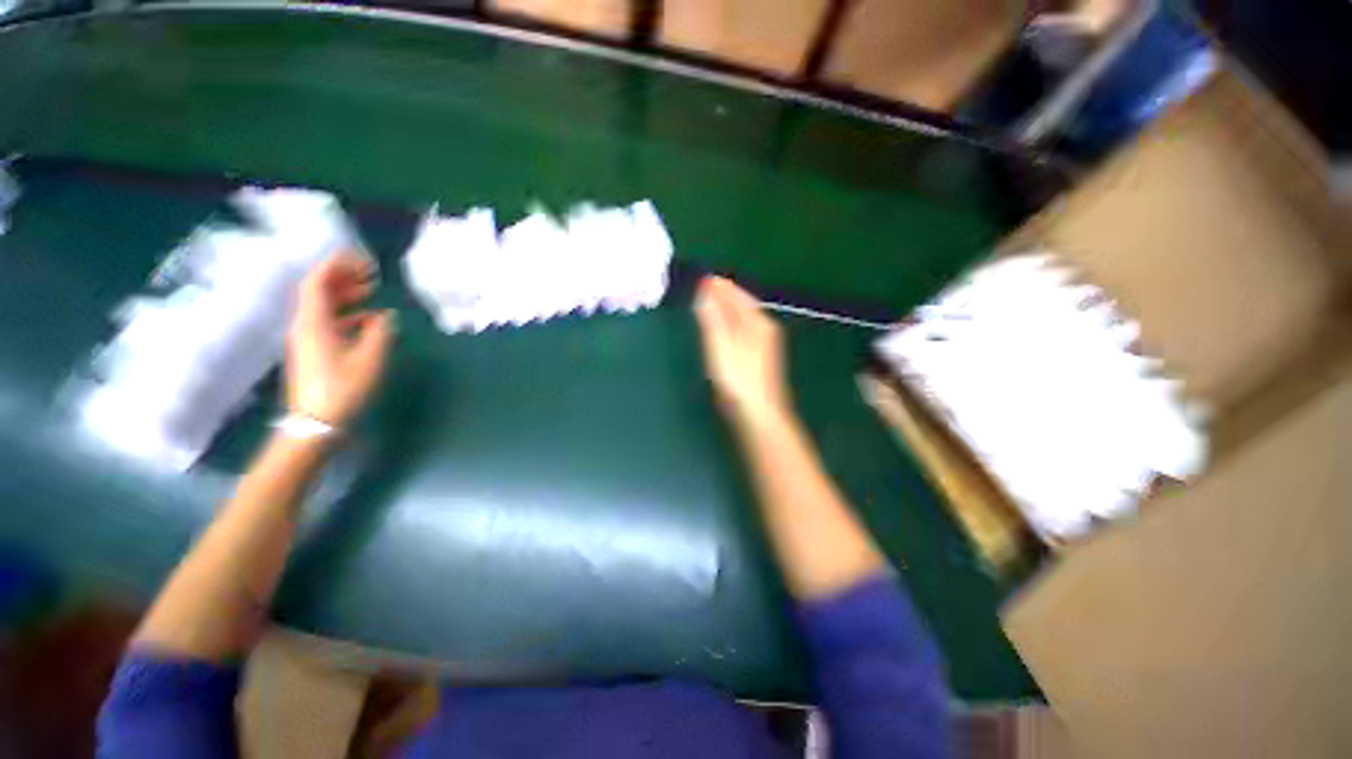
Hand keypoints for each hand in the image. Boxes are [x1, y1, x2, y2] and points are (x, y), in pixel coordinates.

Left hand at [286, 254, 394, 427]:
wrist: (316, 424)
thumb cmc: (343, 389)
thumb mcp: (369, 359)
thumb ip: (379, 333)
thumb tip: (385, 316)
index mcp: (313, 323)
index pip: (317, 283)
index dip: (335, 265)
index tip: (359, 258)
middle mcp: (305, 326)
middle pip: (318, 291)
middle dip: (342, 276)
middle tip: (370, 272)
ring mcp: (308, 339)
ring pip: (323, 307)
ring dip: (346, 294)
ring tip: (371, 290)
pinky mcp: (314, 351)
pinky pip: (328, 322)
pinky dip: (347, 314)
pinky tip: (368, 319)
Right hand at [694, 277, 791, 428]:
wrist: (759, 413)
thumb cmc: (737, 378)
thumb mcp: (720, 345)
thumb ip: (712, 316)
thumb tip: (706, 288)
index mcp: (757, 320)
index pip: (737, 293)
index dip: (720, 285)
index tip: (704, 278)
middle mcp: (764, 326)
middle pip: (743, 303)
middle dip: (725, 293)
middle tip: (705, 287)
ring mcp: (765, 342)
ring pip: (745, 316)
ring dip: (728, 306)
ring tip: (711, 302)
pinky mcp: (760, 356)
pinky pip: (745, 327)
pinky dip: (732, 320)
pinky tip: (725, 328)